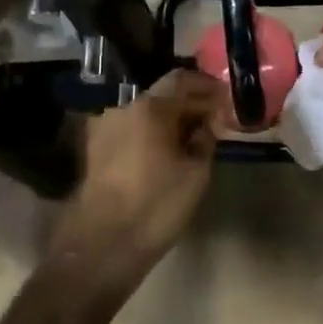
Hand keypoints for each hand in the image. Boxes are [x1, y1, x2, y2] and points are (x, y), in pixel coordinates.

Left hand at [54, 70, 219, 277]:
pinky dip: (151, 131)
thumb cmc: (156, 205)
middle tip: (213, 119)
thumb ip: (206, 138)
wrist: (103, 244)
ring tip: (192, 137)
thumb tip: (208, 122)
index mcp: (150, 106)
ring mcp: (105, 126)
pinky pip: (131, 127)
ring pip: (145, 111)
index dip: (207, 86)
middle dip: (189, 103)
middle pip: (162, 93)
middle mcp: (123, 107)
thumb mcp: (196, 172)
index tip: (226, 99)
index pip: (183, 79)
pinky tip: (167, 150)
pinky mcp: (96, 147)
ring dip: (170, 118)